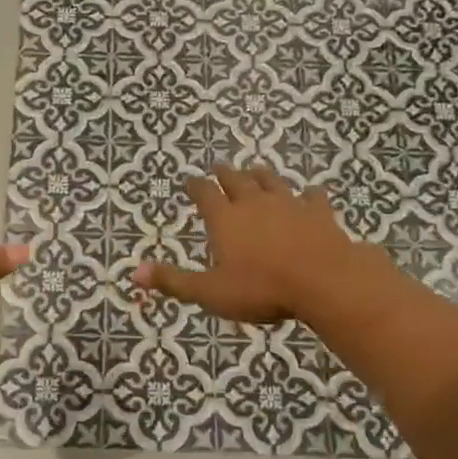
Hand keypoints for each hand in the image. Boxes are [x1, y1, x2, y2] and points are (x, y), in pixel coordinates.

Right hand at [132, 164, 380, 324]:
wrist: (323, 281)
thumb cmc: (261, 289)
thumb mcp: (210, 292)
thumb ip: (173, 281)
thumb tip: (134, 273)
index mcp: (225, 219)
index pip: (205, 193)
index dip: (195, 186)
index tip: (189, 179)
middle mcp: (254, 203)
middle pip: (236, 180)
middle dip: (225, 173)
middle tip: (219, 166)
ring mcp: (289, 204)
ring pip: (271, 181)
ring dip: (261, 175)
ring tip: (255, 170)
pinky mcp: (318, 213)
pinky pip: (312, 197)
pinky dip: (308, 194)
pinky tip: (310, 193)